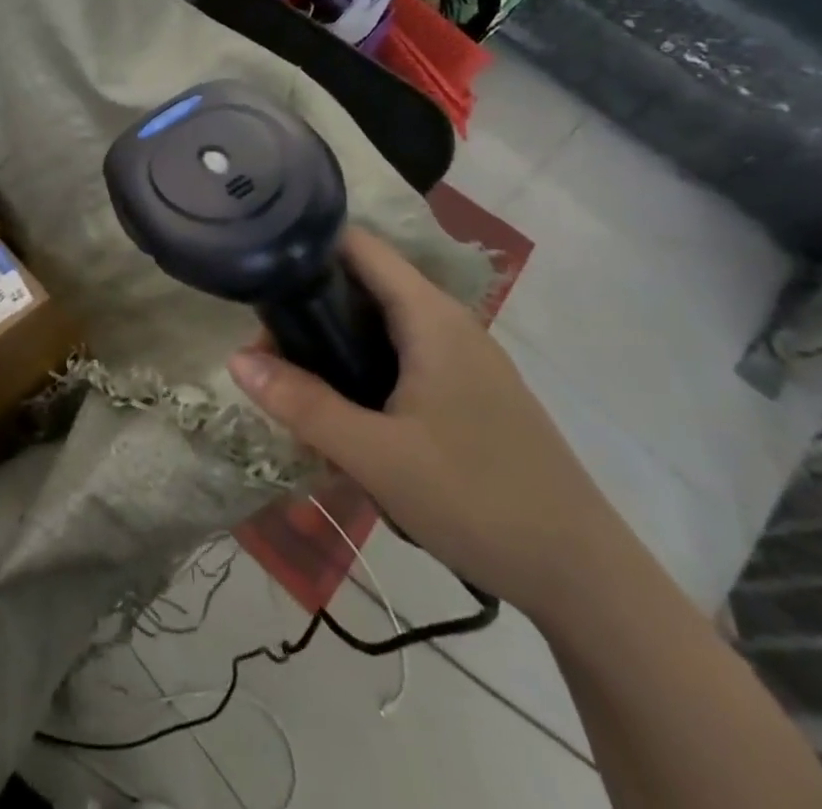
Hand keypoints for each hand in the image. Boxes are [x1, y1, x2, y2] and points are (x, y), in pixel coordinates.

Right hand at [226, 226, 629, 623]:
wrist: (585, 578)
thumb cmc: (479, 500)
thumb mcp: (377, 455)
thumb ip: (304, 404)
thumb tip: (236, 359)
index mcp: (430, 317)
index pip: (360, 247)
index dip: (307, 243)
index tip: (258, 265)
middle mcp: (448, 323)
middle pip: (364, 285)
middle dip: (309, 307)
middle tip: (264, 346)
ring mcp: (463, 359)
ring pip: (381, 326)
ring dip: (333, 345)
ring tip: (292, 382)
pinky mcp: (469, 392)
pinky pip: (402, 359)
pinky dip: (363, 370)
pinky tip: (343, 414)